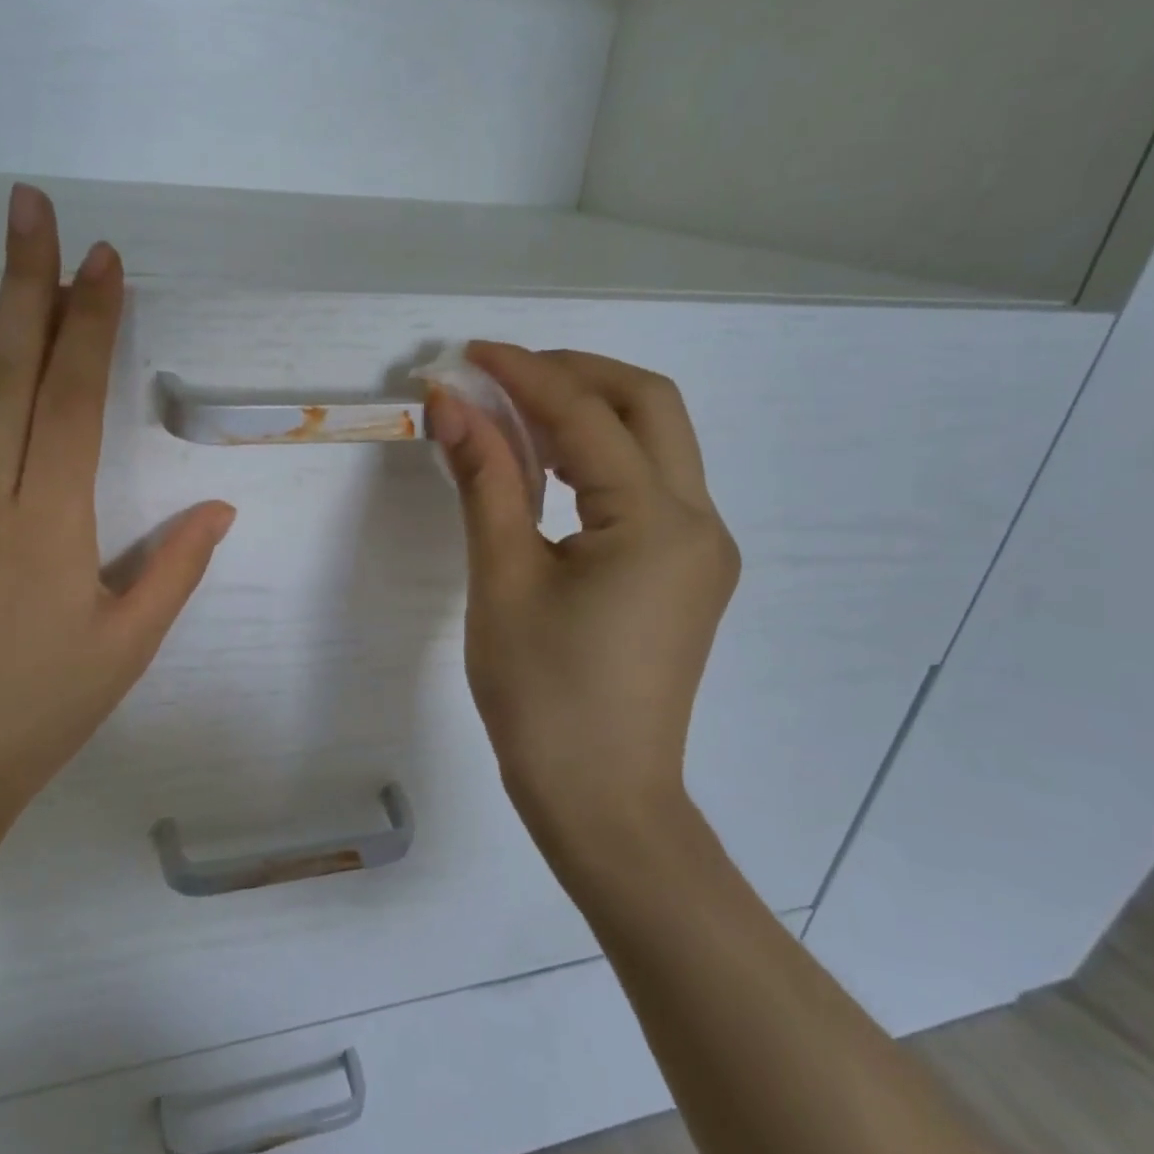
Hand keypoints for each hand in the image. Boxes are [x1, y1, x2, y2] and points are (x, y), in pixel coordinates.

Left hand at [0, 187, 235, 881]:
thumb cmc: (39, 716)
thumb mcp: (127, 648)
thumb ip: (174, 569)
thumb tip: (221, 509)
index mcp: (49, 525)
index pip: (72, 399)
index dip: (90, 324)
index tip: (102, 261)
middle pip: (4, 374)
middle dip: (22, 283)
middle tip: (28, 206)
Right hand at [426, 344, 739, 863]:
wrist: (601, 799)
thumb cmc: (542, 696)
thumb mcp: (502, 578)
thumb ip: (484, 479)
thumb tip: (451, 404)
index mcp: (656, 523)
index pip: (587, 416)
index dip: (524, 374)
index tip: (468, 354)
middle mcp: (699, 521)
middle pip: (649, 405)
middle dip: (574, 373)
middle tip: (502, 375)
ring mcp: (702, 547)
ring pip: (657, 441)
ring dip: (589, 411)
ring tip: (514, 414)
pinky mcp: (687, 570)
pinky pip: (649, 484)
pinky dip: (599, 457)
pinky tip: (547, 469)